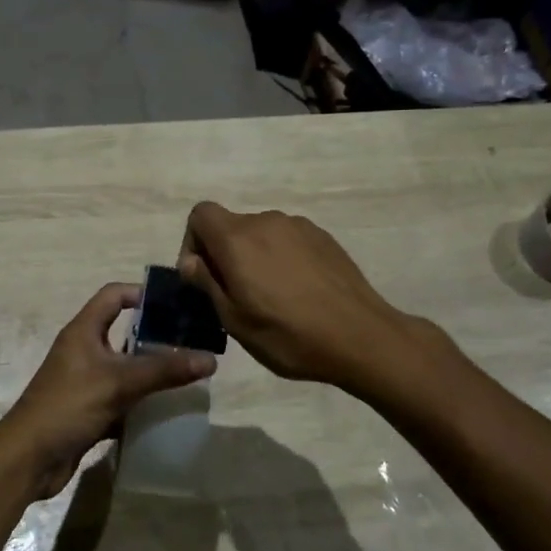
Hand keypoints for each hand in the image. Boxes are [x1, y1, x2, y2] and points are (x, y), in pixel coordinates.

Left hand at [0, 282, 216, 499]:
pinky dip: (140, 399)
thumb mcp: (119, 382)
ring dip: (150, 369)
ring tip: (186, 371)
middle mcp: (83, 349)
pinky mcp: (88, 408)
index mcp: (83, 330)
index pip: (114, 295)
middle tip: (191, 340)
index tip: (176, 303)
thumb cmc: (69, 406)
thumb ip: (164, 370)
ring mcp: (85, 380)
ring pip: (123, 366)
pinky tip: (165, 406)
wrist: (29, 458)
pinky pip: (120, 396)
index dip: (142, 293)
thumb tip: (210, 359)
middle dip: (155, 335)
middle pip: (122, 330)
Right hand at [178, 202, 418, 390]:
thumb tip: (190, 261)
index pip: (200, 214)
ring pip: (261, 235)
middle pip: (231, 226)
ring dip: (255, 258)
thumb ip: (207, 283)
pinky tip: (299, 292)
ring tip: (271, 297)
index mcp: (238, 239)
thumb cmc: (288, 335)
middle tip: (236, 296)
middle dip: (225, 255)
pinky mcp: (323, 237)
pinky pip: (288, 240)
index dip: (193, 241)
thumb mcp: (235, 320)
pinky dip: (282, 259)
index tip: (203, 276)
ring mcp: (299, 226)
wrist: (360, 336)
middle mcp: (266, 222)